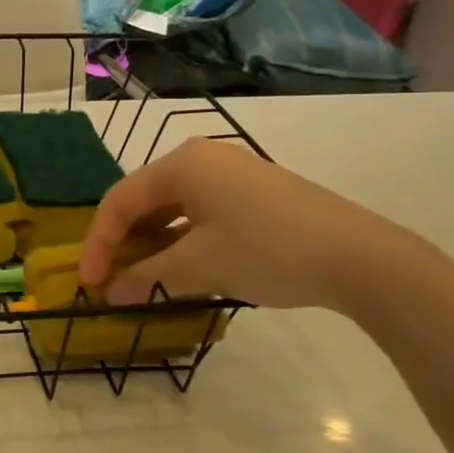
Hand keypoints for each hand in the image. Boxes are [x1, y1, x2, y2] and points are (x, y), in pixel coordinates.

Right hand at [79, 139, 418, 311]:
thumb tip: (112, 293)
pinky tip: (183, 268)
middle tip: (113, 281)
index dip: (98, 243)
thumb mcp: (199, 266)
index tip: (91, 283)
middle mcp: (203, 159)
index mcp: (182, 164)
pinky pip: (201, 212)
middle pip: (144, 200)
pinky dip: (182, 239)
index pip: (119, 200)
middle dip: (124, 242)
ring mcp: (233, 174)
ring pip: (173, 207)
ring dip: (152, 243)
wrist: (362, 258)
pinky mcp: (256, 194)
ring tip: (144, 278)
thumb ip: (147, 276)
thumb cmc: (267, 251)